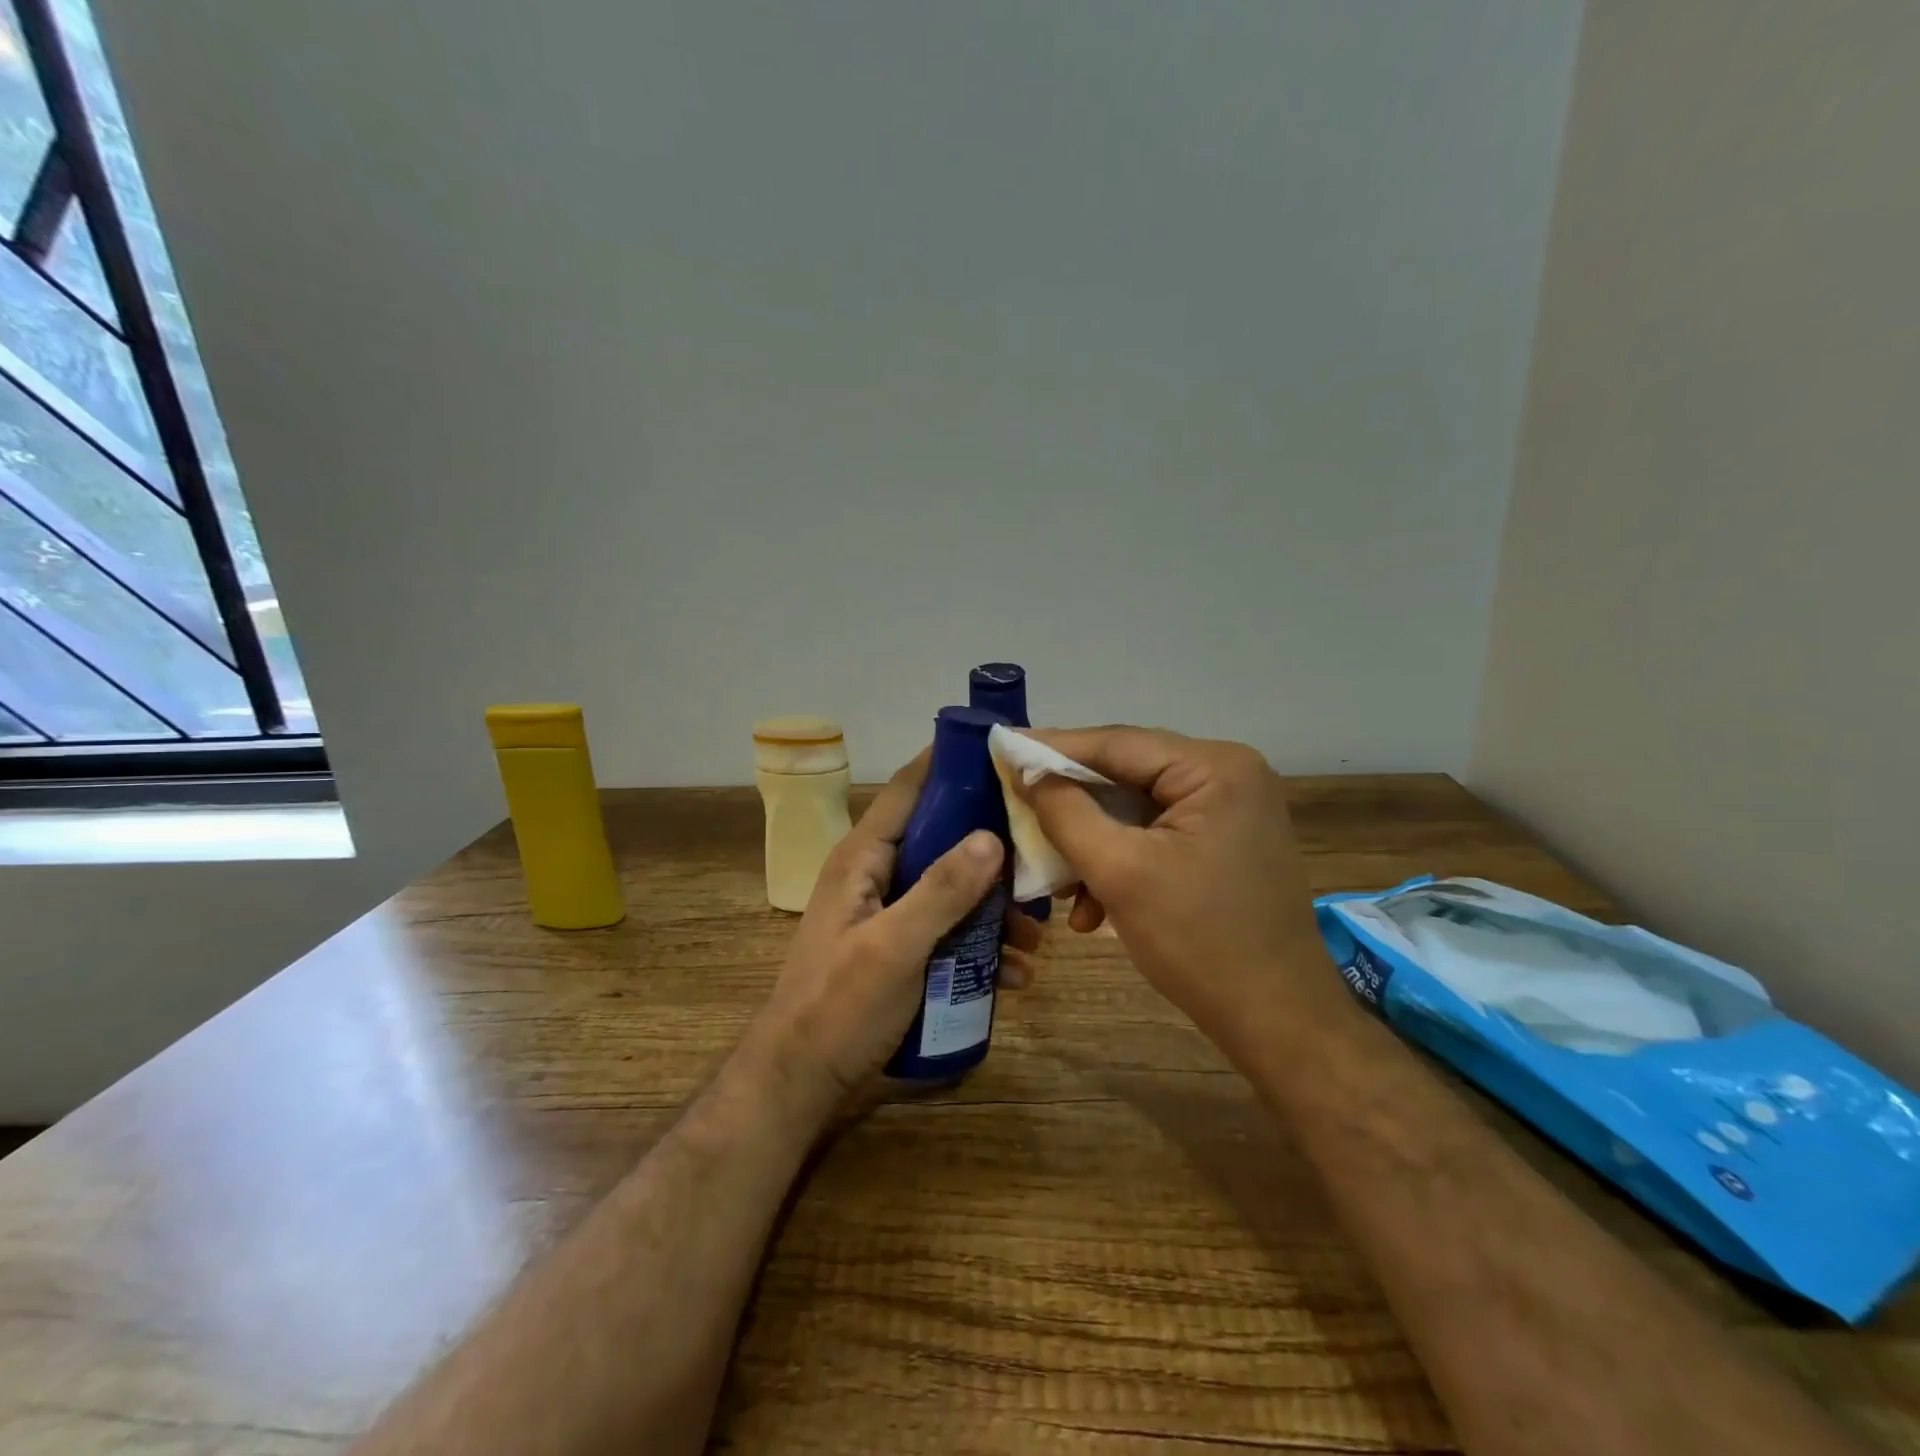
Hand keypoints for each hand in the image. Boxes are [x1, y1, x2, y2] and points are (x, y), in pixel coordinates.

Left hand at [746, 749, 1042, 1112]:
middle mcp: (878, 874)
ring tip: (1036, 938)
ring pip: (953, 889)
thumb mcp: (894, 947)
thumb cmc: (840, 1007)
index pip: (910, 789)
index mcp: (863, 857)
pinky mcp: (902, 948)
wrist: (803, 1081)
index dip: (952, 764)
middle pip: (944, 839)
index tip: (1003, 751)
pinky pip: (949, 930)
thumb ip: (942, 891)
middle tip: (1043, 861)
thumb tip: (993, 837)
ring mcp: (891, 912)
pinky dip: (981, 946)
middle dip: (993, 852)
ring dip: (995, 909)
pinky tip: (1013, 975)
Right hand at [1021, 726, 1339, 1049]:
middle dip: (1071, 804)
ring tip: (1055, 882)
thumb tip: (1028, 773)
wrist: (1277, 1021)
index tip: (1002, 747)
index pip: (1117, 743)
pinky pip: (1157, 833)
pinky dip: (1122, 860)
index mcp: (1214, 768)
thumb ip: (1066, 813)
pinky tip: (1093, 906)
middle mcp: (1228, 774)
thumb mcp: (1119, 872)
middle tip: (1017, 807)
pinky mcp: (1225, 840)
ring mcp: (1231, 808)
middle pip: (1127, 774)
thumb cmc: (1199, 942)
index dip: (1053, 747)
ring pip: (1137, 808)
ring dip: (1093, 842)